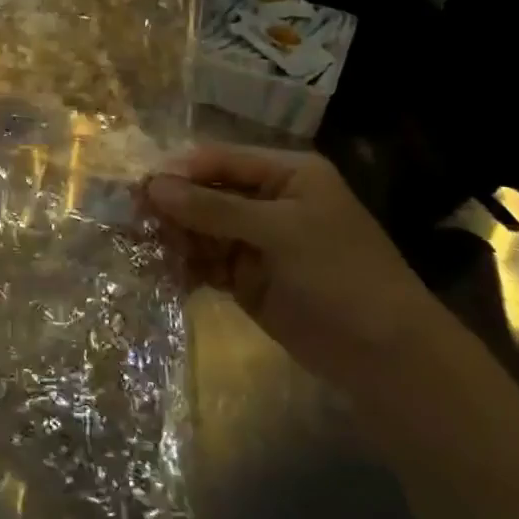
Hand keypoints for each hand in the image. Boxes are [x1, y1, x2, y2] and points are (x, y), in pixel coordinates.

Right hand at [146, 144, 445, 397]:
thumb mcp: (279, 232)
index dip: (179, 171)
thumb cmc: (341, 275)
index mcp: (286, 174)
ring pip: (200, 228)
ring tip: (138, 246)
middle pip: (206, 192)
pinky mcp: (247, 277)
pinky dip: (184, 265)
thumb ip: (214, 208)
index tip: (139, 186)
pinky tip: (161, 271)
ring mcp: (256, 240)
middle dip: (171, 205)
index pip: (219, 160)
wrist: (388, 358)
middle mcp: (267, 200)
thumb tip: (152, 186)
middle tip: (130, 219)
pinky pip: (206, 261)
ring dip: (172, 236)